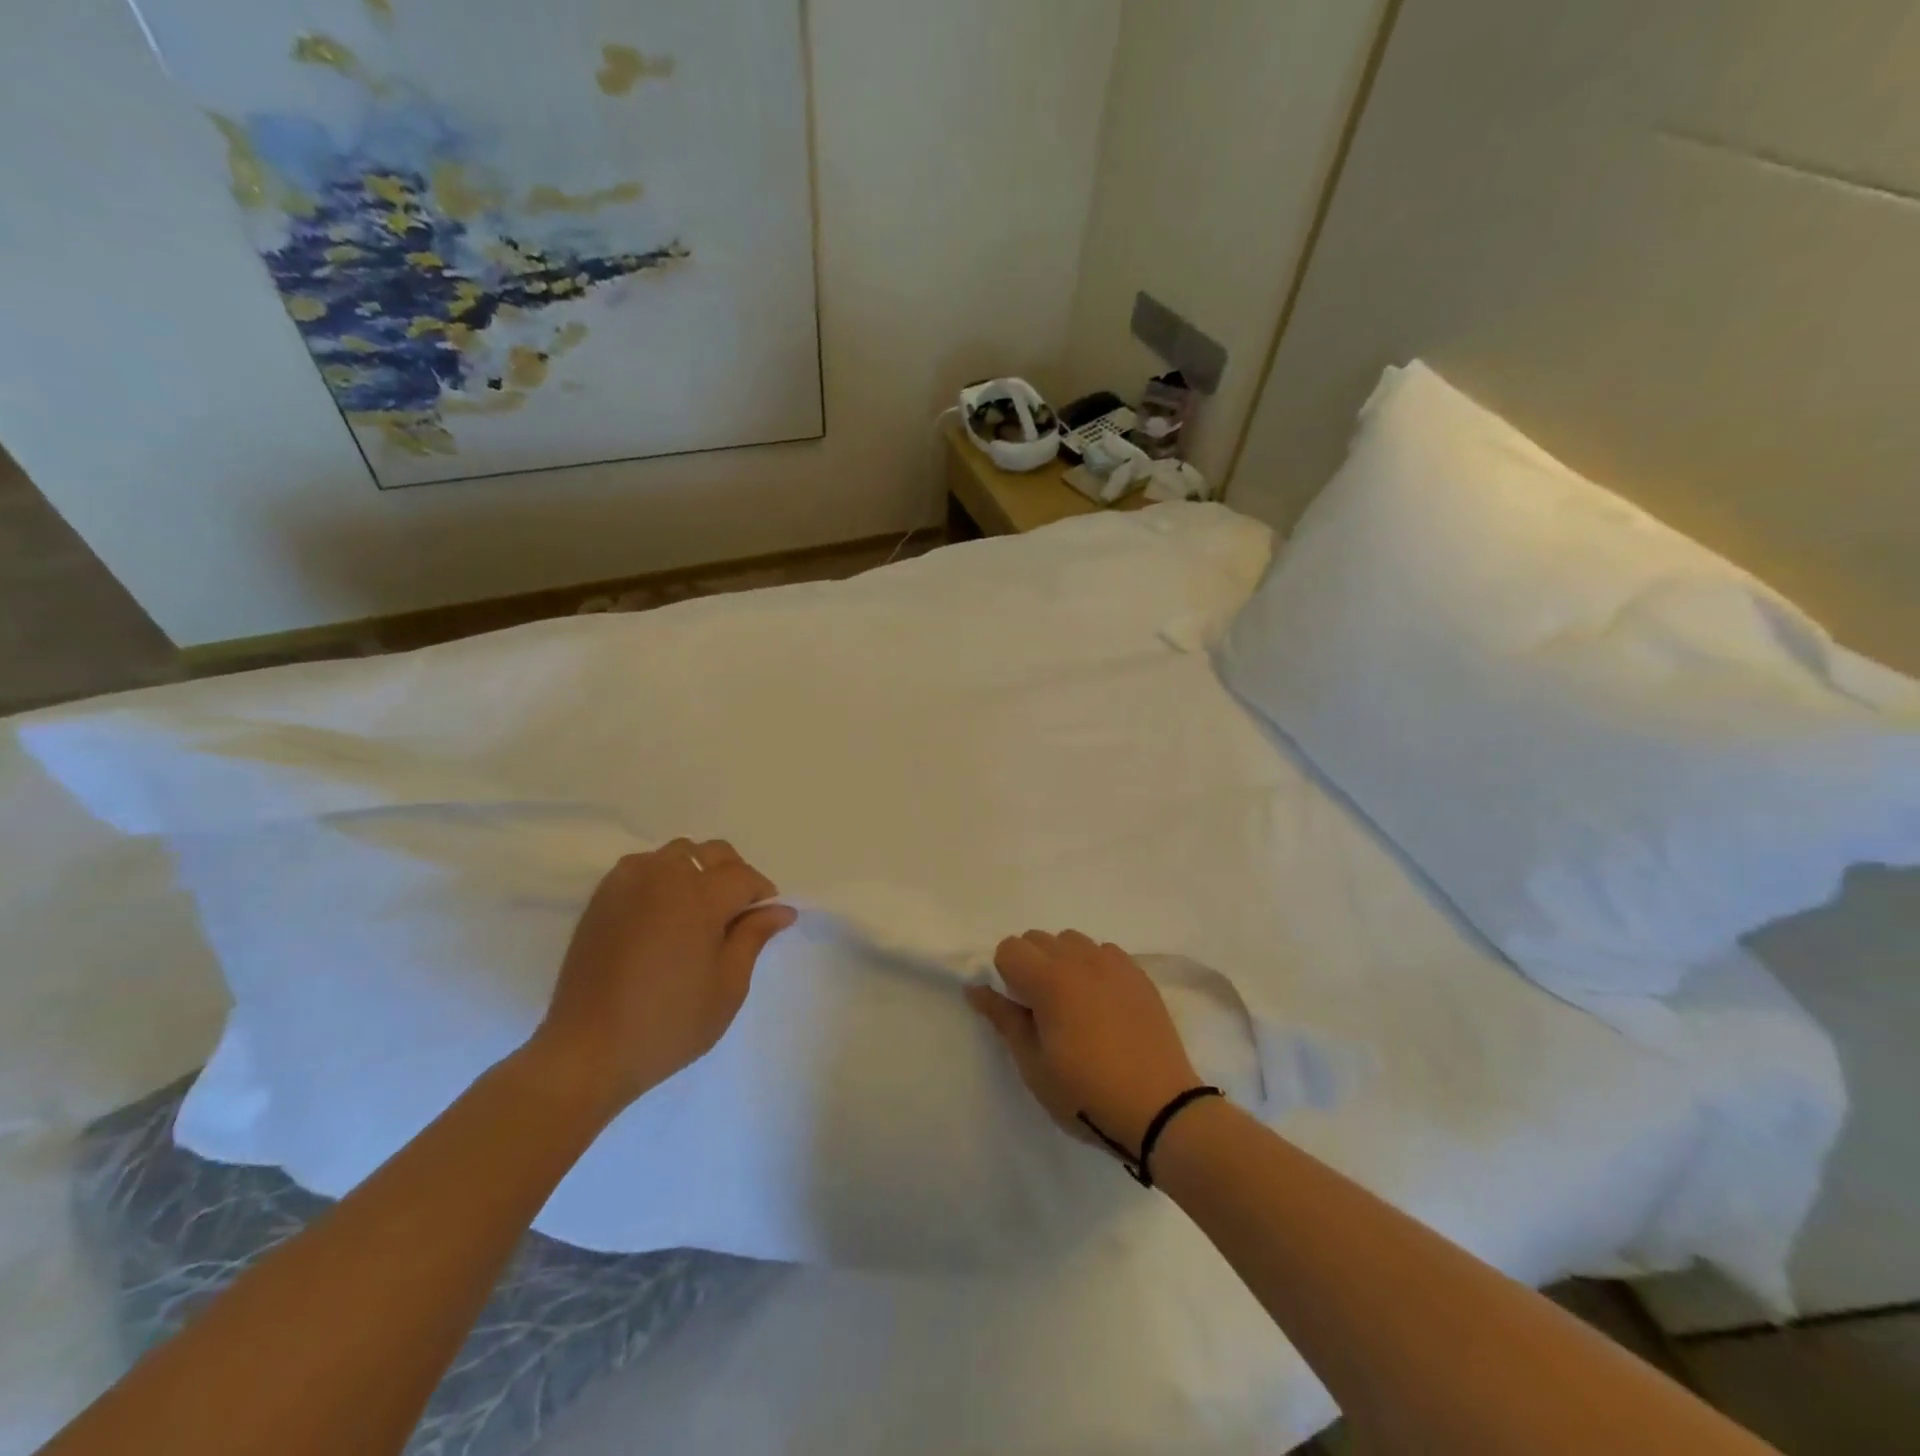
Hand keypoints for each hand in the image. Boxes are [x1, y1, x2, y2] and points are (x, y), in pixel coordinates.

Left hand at [531, 838, 796, 1118]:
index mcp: (700, 897)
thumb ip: (754, 937)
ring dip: (698, 872)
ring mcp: (628, 882)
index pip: (744, 877)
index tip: (765, 921)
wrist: (587, 1051)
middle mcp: (664, 877)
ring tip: (698, 912)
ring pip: (678, 854)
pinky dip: (663, 877)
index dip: (762, 895)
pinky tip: (663, 914)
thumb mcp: (727, 986)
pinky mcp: (603, 897)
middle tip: (735, 917)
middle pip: (713, 853)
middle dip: (733, 876)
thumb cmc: (669, 1024)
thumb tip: (781, 909)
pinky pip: (644, 867)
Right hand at [966, 930, 1202, 1154]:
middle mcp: (1081, 960)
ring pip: (1072, 940)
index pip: (1010, 948)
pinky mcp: (1139, 975)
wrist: (1160, 1110)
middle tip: (1040, 1009)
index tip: (1018, 1009)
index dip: (1005, 975)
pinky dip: (1093, 966)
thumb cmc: (1087, 1094)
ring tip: (1073, 1003)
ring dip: (1062, 961)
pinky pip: (1104, 952)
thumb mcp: (1034, 1065)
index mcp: (1050, 980)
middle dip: (1029, 964)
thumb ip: (1004, 1019)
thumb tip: (975, 988)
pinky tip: (1102, 1003)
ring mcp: (1114, 964)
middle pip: (1038, 938)